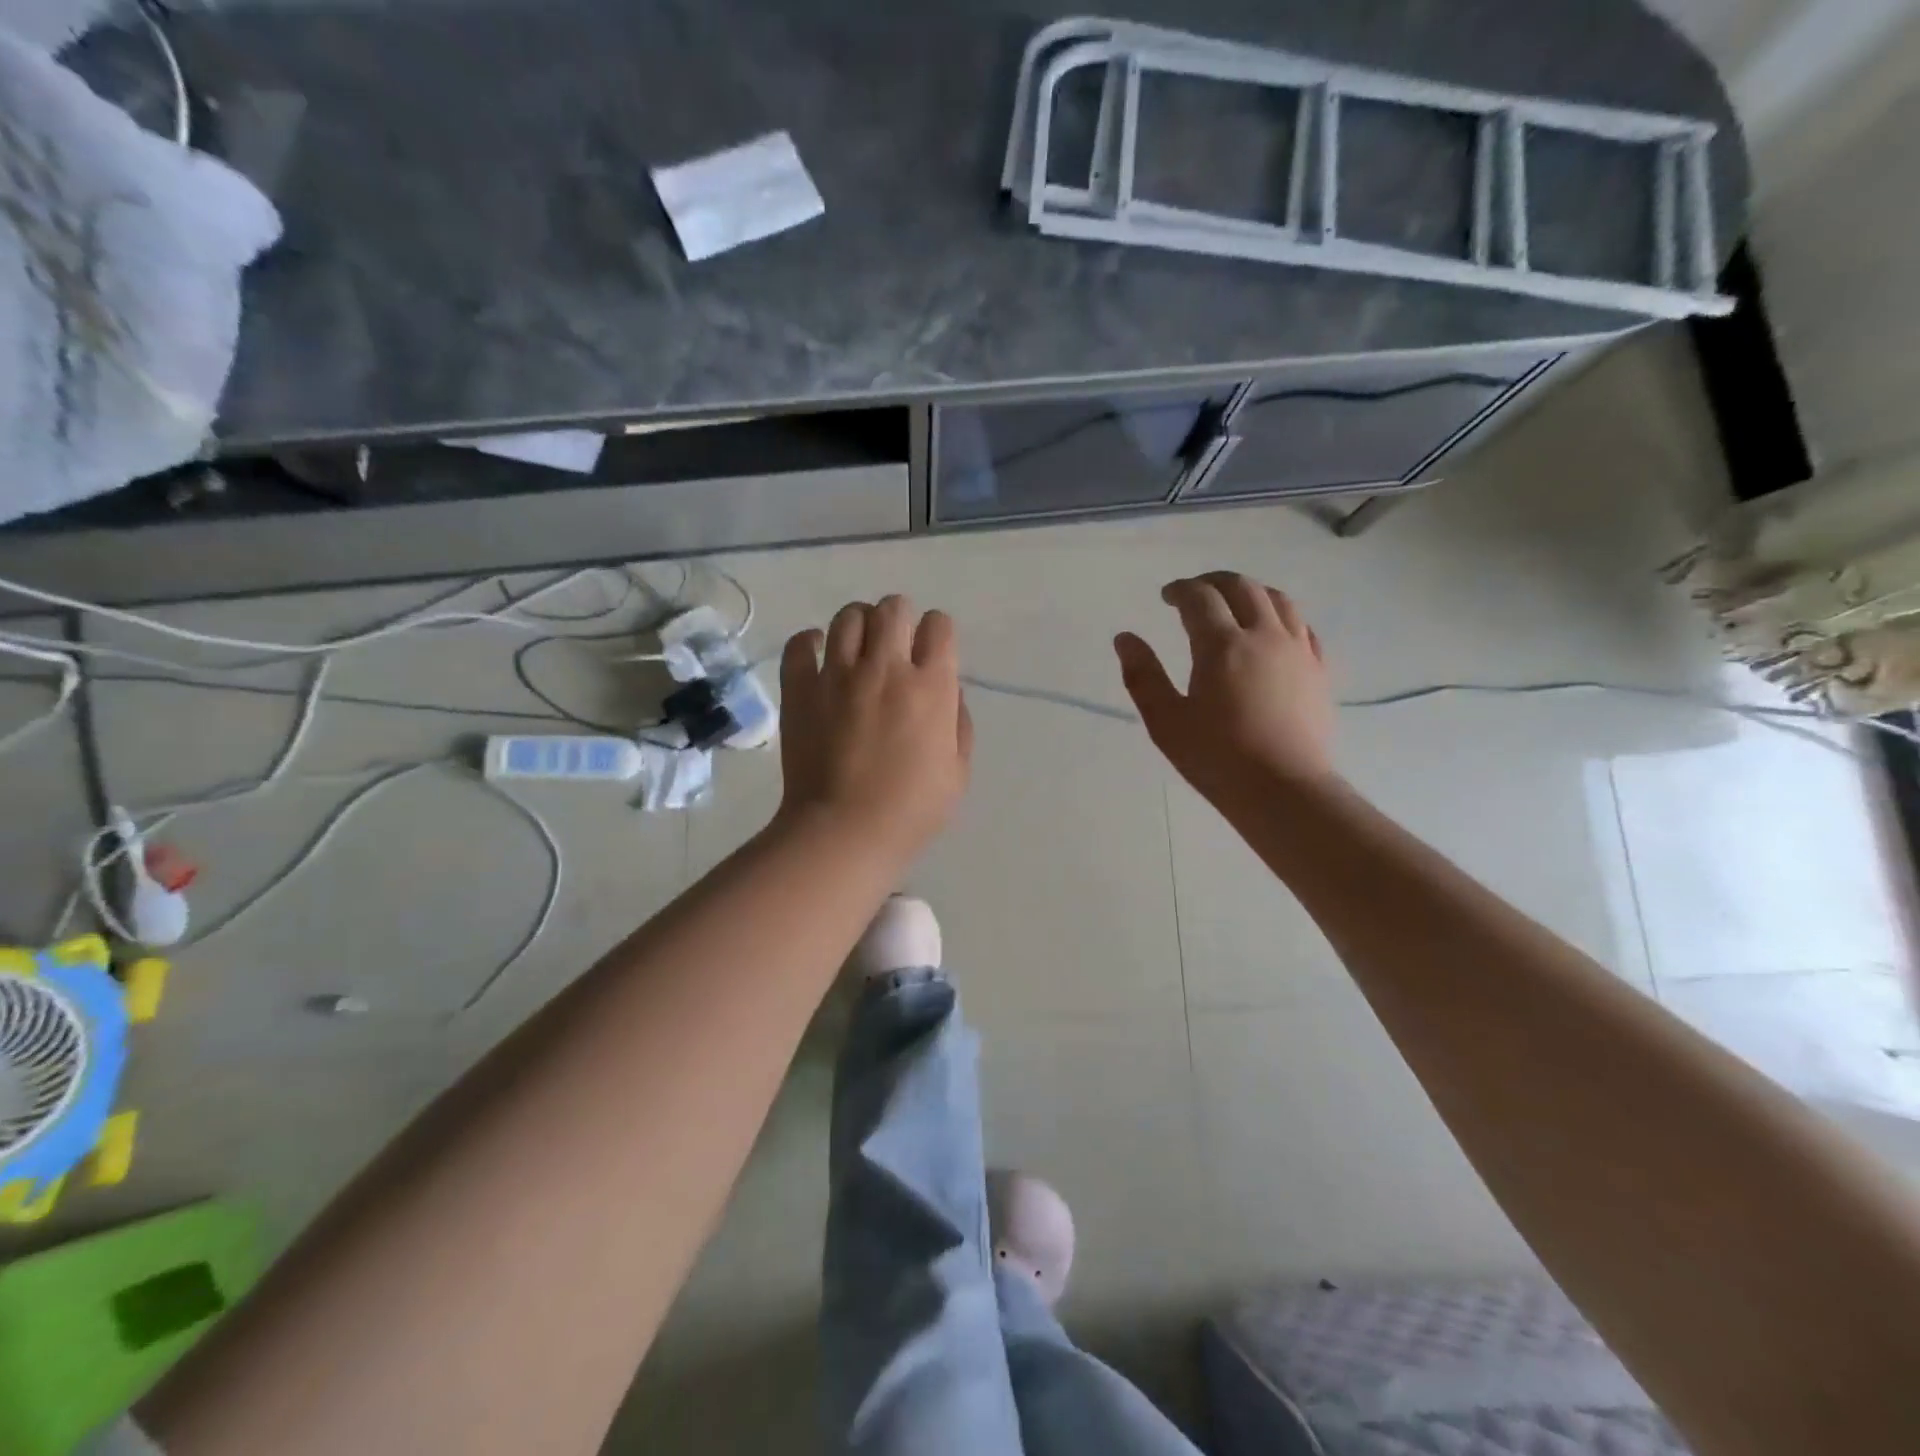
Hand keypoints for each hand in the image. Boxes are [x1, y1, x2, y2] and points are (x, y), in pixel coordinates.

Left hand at [776, 594, 972, 862]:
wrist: (845, 832)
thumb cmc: (911, 810)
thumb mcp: (957, 772)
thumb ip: (959, 724)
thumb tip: (949, 691)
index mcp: (931, 687)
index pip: (939, 626)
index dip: (937, 633)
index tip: (931, 653)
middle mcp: (886, 668)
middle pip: (893, 608)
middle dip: (899, 619)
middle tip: (895, 646)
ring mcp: (838, 675)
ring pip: (848, 616)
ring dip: (859, 624)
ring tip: (858, 647)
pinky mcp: (801, 689)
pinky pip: (800, 644)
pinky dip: (811, 642)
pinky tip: (818, 653)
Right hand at [1114, 572, 1334, 801]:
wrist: (1284, 789)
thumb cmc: (1217, 758)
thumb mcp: (1166, 721)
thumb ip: (1143, 676)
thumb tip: (1125, 638)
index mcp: (1222, 646)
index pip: (1200, 598)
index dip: (1180, 590)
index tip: (1166, 597)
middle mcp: (1263, 636)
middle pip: (1242, 587)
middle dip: (1214, 582)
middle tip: (1195, 592)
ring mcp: (1297, 651)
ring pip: (1278, 600)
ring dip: (1250, 591)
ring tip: (1233, 603)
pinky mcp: (1318, 670)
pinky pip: (1303, 627)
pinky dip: (1281, 616)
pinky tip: (1272, 631)